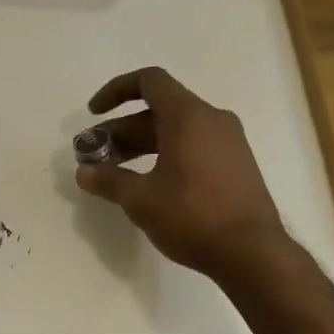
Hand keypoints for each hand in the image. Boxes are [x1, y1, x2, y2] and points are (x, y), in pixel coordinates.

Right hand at [75, 66, 285, 281]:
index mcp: (188, 117)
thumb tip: (83, 172)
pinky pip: (192, 148)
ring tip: (114, 173)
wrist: (250, 252)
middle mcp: (212, 120)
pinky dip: (164, 157)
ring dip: (140, 147)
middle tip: (94, 156)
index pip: (149, 82)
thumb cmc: (192, 217)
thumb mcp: (141, 200)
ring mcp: (228, 143)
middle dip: (121, 131)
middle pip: (158, 112)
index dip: (116, 91)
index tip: (93, 113)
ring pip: (175, 132)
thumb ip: (109, 180)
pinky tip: (148, 186)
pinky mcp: (234, 166)